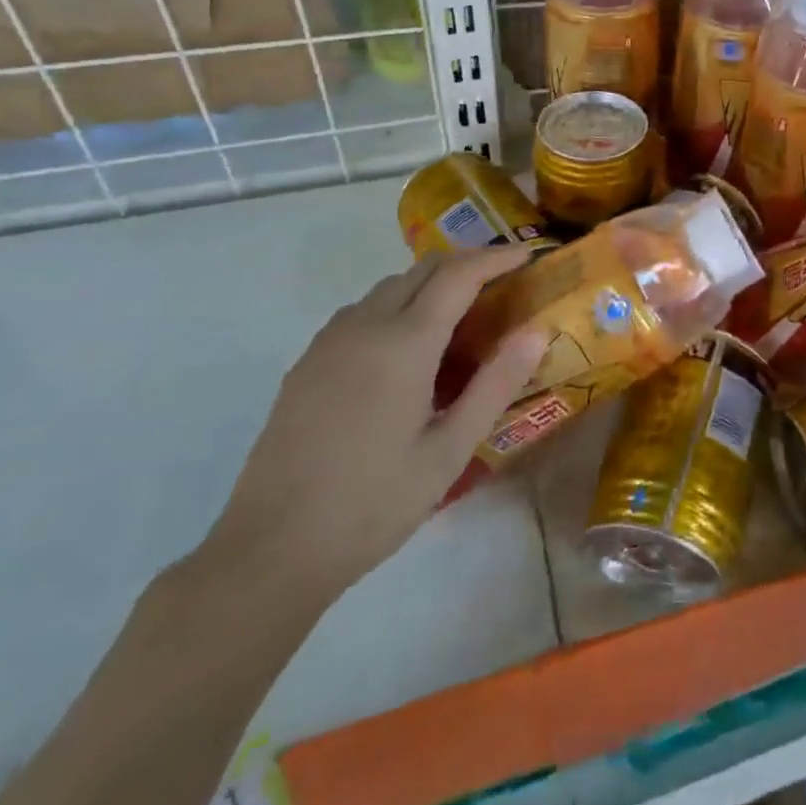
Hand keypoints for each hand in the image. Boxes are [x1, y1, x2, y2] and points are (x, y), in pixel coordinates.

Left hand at [201, 247, 546, 594]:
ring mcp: (329, 342)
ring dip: (430, 283)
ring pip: (389, 286)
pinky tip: (407, 348)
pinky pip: (362, 311)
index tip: (528, 254)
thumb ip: (495, 385)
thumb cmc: (373, 504)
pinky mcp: (308, 362)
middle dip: (466, 263)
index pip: (459, 274)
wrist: (269, 551)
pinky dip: (398, 305)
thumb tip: (536, 331)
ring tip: (462, 314)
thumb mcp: (449, 450)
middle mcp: (364, 326)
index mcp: (404, 343)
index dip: (496, 257)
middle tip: (503, 281)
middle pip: (423, 269)